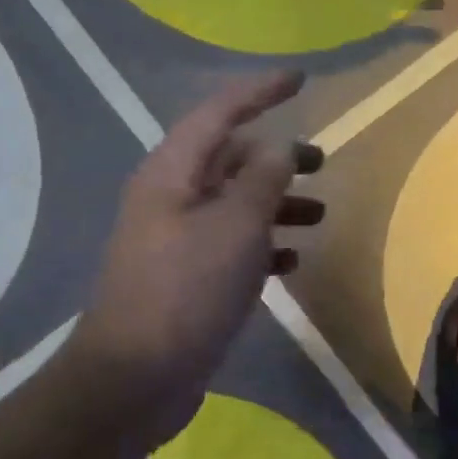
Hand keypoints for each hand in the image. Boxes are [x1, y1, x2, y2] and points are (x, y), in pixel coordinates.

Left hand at [75, 71, 322, 437]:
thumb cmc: (186, 291)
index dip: (260, 91)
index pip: (220, 113)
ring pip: (235, 204)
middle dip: (277, 157)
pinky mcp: (188, 278)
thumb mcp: (235, 228)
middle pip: (229, 159)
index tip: (301, 80)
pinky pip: (232, 245)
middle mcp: (172, 198)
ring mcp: (178, 240)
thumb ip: (263, 180)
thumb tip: (281, 147)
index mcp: (173, 173)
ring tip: (319, 215)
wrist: (135, 378)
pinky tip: (291, 262)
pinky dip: (264, 245)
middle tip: (322, 163)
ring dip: (276, 204)